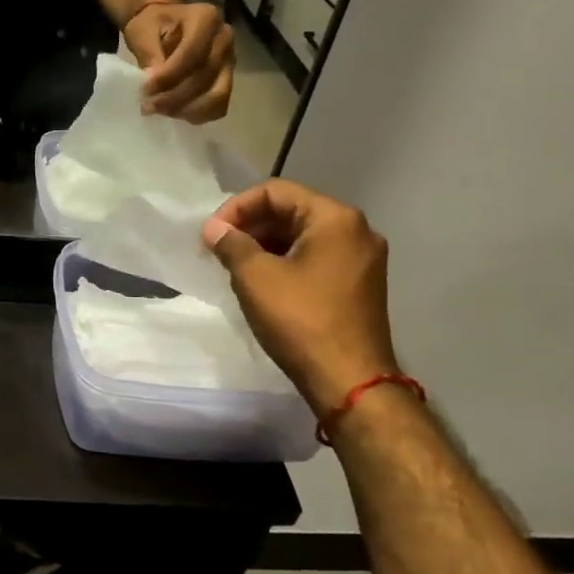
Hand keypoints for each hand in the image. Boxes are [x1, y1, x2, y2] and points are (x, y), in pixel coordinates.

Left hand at [123, 1, 234, 121]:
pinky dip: (198, 114)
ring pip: (217, 95)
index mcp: (206, 18)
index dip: (169, 75)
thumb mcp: (143, 31)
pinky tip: (174, 113)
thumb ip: (150, 53)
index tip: (145, 89)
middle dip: (174, 96)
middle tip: (148, 106)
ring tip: (159, 111)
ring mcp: (230, 61)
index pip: (193, 52)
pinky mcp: (226, 80)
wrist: (165, 25)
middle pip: (206, 75)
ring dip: (186, 109)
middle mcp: (224, 38)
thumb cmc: (152, 24)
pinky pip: (219, 106)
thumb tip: (154, 80)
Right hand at [201, 180, 399, 416]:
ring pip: (303, 236)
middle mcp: (356, 230)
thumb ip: (232, 244)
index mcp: (335, 218)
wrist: (350, 381)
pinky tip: (261, 281)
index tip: (211, 234)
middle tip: (218, 248)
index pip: (276, 192)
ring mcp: (362, 259)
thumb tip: (214, 228)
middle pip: (292, 210)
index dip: (236, 207)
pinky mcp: (359, 284)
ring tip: (234, 265)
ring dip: (265, 244)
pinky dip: (285, 261)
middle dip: (251, 225)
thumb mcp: (255, 277)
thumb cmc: (301, 321)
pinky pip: (316, 257)